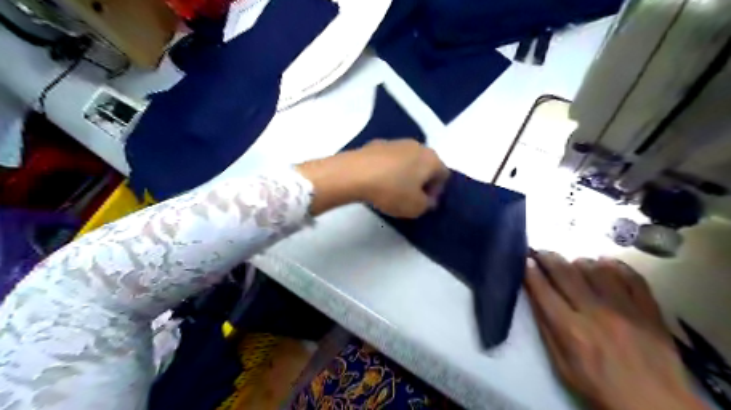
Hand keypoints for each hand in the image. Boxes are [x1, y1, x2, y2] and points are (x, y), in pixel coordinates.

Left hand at [299, 139, 451, 217]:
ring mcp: (395, 142)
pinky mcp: (376, 144)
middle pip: (426, 165)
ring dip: (405, 174)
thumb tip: (428, 199)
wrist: (355, 173)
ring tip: (392, 190)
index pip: (444, 175)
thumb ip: (427, 205)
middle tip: (410, 197)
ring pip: (407, 160)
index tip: (424, 203)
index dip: (436, 191)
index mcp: (432, 159)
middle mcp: (417, 145)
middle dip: (421, 181)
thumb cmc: (392, 191)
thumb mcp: (415, 207)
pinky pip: (389, 159)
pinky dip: (388, 169)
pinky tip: (377, 181)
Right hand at [526, 251, 707, 408]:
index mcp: (571, 330)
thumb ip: (547, 328)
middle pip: (566, 273)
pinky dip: (615, 265)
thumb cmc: (598, 386)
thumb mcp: (561, 364)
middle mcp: (596, 313)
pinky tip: (605, 263)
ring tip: (573, 263)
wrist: (654, 405)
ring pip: (597, 269)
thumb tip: (535, 296)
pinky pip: (631, 276)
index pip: (543, 290)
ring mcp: (626, 309)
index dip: (530, 272)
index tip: (524, 259)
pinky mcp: (649, 310)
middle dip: (548, 258)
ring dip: (579, 261)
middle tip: (540, 252)